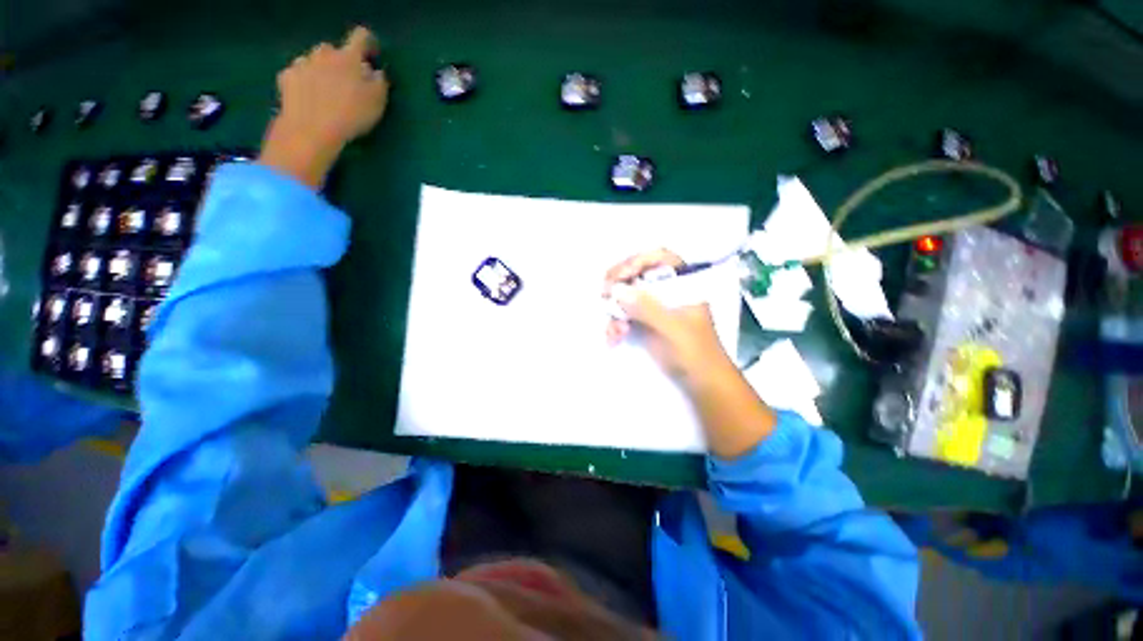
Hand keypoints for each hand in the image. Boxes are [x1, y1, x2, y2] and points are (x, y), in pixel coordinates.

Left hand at [259, 26, 389, 187]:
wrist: (311, 129)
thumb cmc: (351, 114)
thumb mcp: (377, 102)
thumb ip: (379, 82)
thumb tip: (374, 71)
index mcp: (348, 57)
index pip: (361, 37)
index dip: (368, 43)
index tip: (371, 55)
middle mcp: (323, 53)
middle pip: (334, 50)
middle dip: (341, 62)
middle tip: (347, 84)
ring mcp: (302, 63)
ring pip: (314, 60)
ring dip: (321, 71)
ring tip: (325, 93)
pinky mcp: (286, 76)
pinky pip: (298, 74)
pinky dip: (304, 82)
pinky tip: (308, 98)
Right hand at [603, 249, 730, 380]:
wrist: (701, 382)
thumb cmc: (694, 353)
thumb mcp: (672, 329)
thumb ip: (647, 308)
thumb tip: (618, 290)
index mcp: (682, 284)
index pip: (659, 257)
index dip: (637, 261)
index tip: (620, 277)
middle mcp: (666, 290)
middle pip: (637, 274)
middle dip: (618, 286)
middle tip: (604, 295)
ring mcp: (654, 306)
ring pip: (627, 296)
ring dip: (615, 311)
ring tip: (614, 332)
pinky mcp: (645, 322)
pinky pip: (624, 315)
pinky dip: (616, 325)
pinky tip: (613, 339)